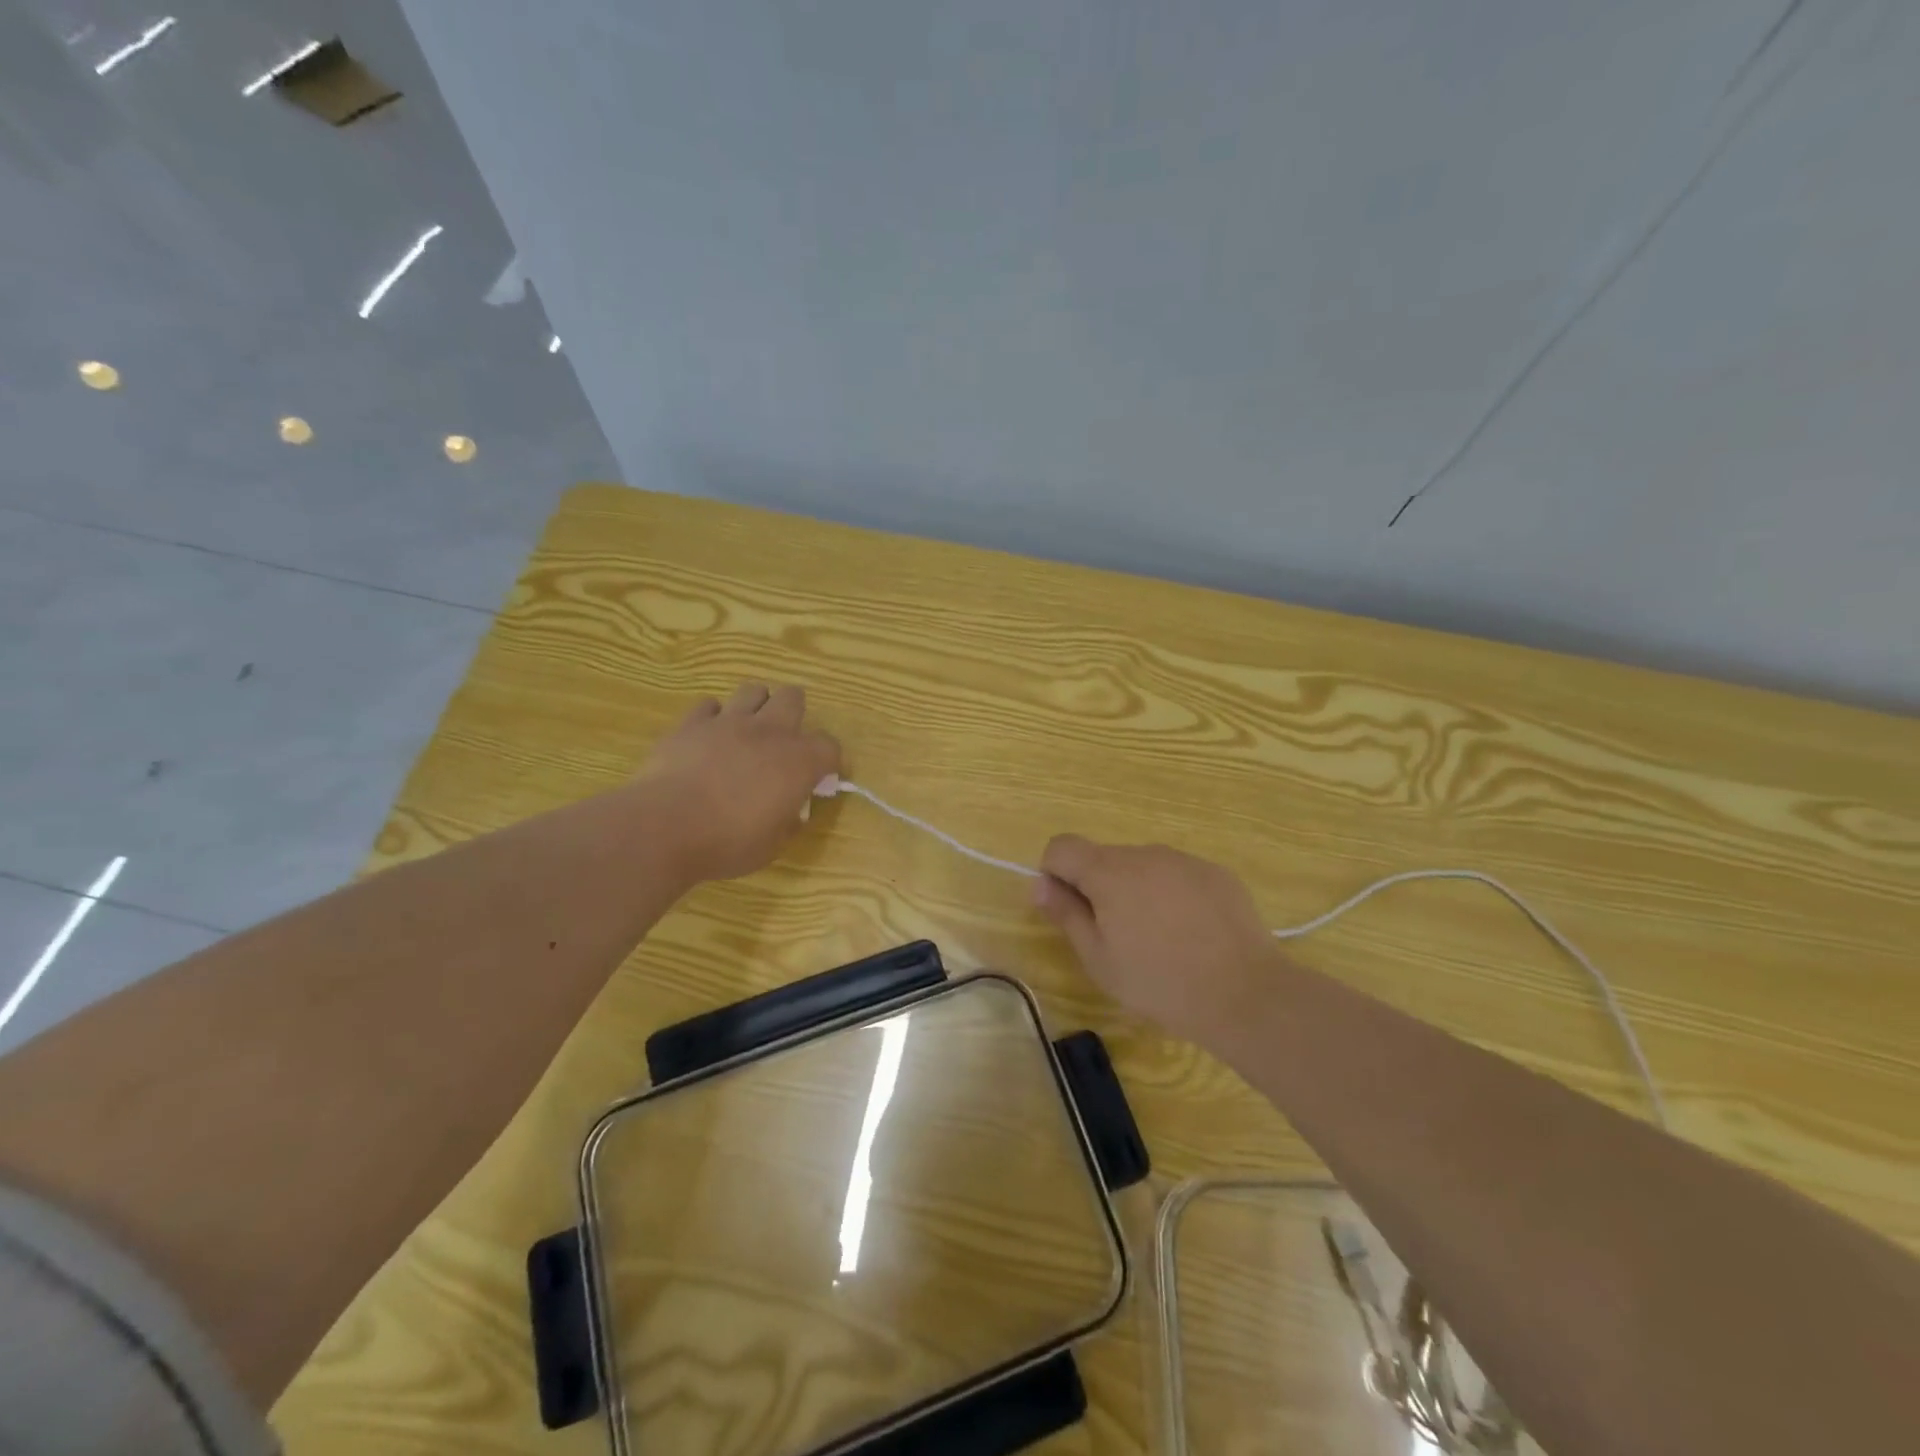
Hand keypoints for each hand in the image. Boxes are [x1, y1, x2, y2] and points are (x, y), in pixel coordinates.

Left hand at [636, 684, 840, 882]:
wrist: (666, 826)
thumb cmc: (728, 842)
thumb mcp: (772, 845)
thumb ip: (788, 821)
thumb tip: (793, 812)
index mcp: (798, 762)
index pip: (830, 746)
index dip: (827, 761)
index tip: (818, 778)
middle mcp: (769, 732)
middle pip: (793, 698)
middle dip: (794, 714)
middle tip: (783, 741)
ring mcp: (728, 722)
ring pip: (753, 691)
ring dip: (756, 706)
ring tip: (748, 730)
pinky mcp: (691, 723)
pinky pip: (708, 706)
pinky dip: (713, 718)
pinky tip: (708, 737)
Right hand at [1034, 836, 1274, 1043]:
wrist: (1245, 993)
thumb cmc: (1159, 982)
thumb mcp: (1099, 958)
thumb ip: (1065, 913)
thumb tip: (1040, 884)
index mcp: (1108, 871)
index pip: (1062, 846)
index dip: (1055, 874)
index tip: (1069, 910)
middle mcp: (1144, 853)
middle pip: (1103, 857)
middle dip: (1098, 887)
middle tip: (1116, 936)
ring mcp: (1184, 860)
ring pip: (1142, 866)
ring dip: (1136, 890)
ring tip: (1159, 939)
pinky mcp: (1216, 873)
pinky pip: (1177, 875)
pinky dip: (1172, 895)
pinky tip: (1191, 934)